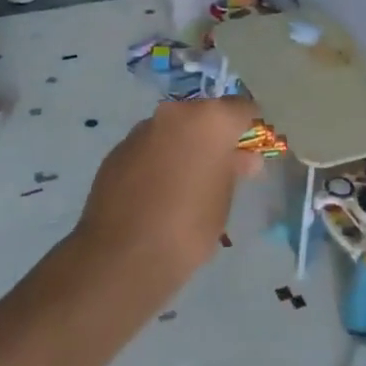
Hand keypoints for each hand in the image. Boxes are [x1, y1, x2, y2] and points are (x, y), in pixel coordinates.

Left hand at [71, 98, 260, 295]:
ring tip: (183, 185)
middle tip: (217, 169)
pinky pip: (148, 148)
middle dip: (212, 137)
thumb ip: (233, 170)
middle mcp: (175, 113)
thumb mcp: (223, 200)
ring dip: (181, 147)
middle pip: (203, 115)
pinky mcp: (117, 150)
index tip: (248, 152)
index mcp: (210, 119)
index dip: (248, 128)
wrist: (122, 257)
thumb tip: (243, 158)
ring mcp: (142, 130)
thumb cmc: (188, 227)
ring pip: (172, 130)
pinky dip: (156, 160)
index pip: (241, 108)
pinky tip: (155, 193)